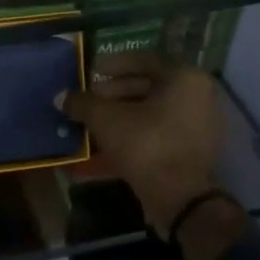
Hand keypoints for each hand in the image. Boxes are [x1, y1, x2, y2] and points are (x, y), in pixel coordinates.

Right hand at [61, 53, 224, 237]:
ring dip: (121, 114)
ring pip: (152, 111)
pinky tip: (106, 142)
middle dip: (114, 92)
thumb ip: (83, 103)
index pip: (144, 60)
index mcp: (184, 78)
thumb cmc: (146, 145)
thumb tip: (61, 97)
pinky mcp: (191, 151)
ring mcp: (198, 125)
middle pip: (149, 86)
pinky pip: (158, 132)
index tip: (90, 71)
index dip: (113, 64)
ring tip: (93, 120)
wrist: (180, 199)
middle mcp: (198, 96)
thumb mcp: (106, 119)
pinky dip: (134, 132)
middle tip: (88, 98)